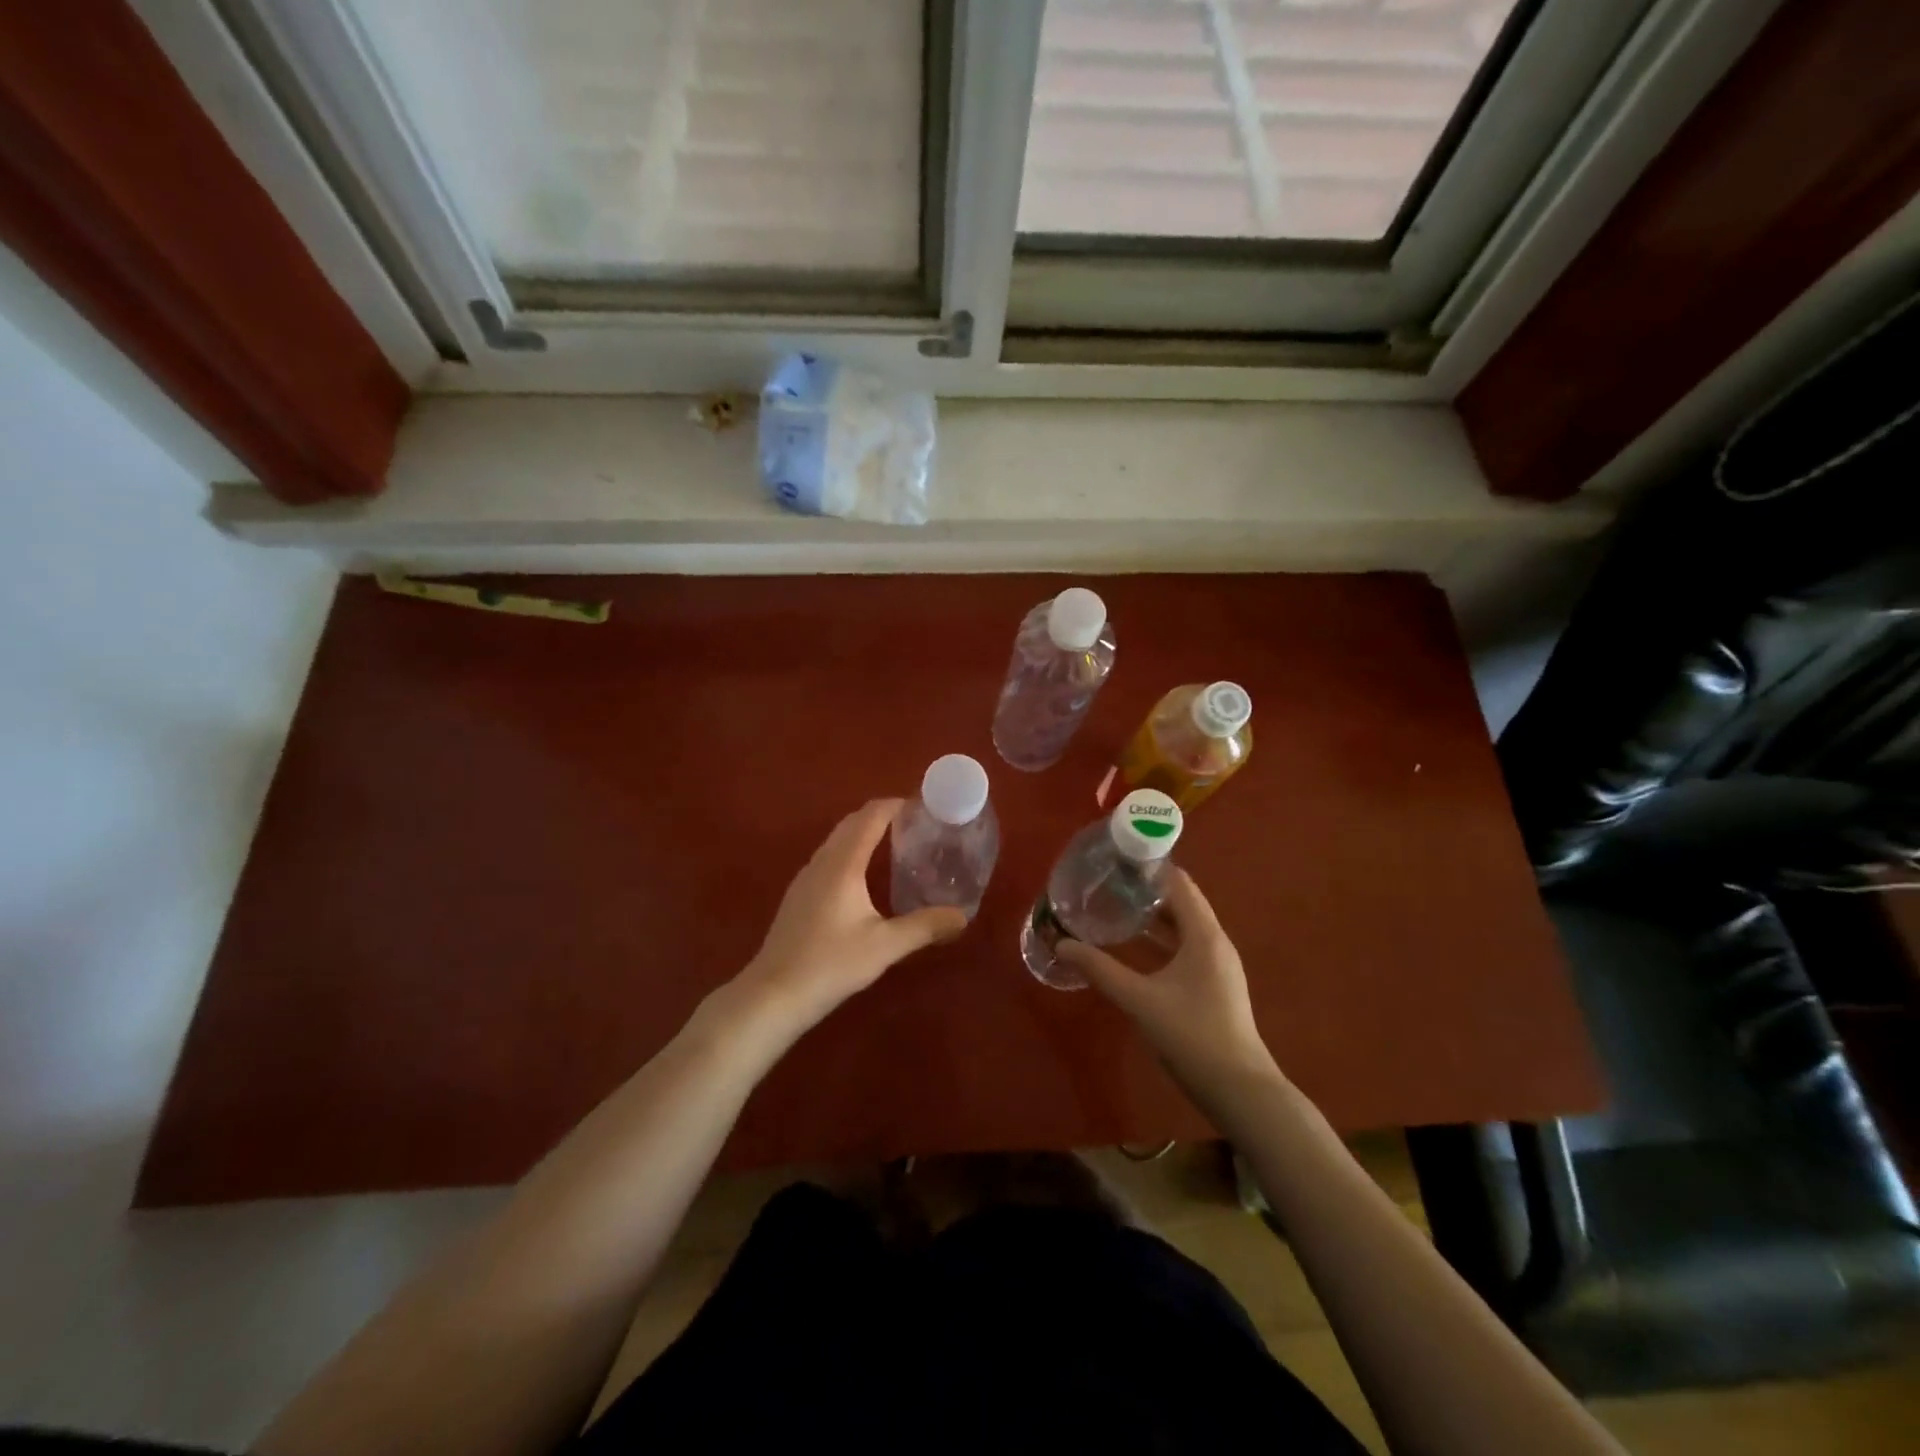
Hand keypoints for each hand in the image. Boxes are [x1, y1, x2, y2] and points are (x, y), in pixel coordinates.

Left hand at [730, 799, 965, 1038]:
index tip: (923, 806)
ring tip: (895, 844)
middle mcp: (822, 862)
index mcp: (843, 864)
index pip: (870, 817)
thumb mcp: (885, 946)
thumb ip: (925, 927)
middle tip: (915, 824)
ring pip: (837, 840)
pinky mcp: (798, 895)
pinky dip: (850, 851)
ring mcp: (805, 878)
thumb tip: (962, 916)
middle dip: (881, 815)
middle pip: (851, 823)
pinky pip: (828, 857)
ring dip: (864, 832)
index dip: (895, 805)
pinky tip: (864, 876)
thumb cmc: (831, 964)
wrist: (774, 994)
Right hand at [1056, 868, 1276, 1090]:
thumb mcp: (1140, 1000)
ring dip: (1152, 916)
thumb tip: (1062, 944)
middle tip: (1106, 883)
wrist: (1240, 1091)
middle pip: (1180, 902)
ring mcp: (1217, 965)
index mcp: (1204, 935)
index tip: (1115, 860)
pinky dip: (1160, 940)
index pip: (1178, 883)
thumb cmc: (1192, 1036)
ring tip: (1113, 908)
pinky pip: (1185, 948)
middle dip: (1145, 891)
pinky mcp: (1214, 985)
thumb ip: (1100, 970)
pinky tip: (1134, 949)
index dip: (1149, 868)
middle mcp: (1214, 942)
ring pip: (1182, 927)